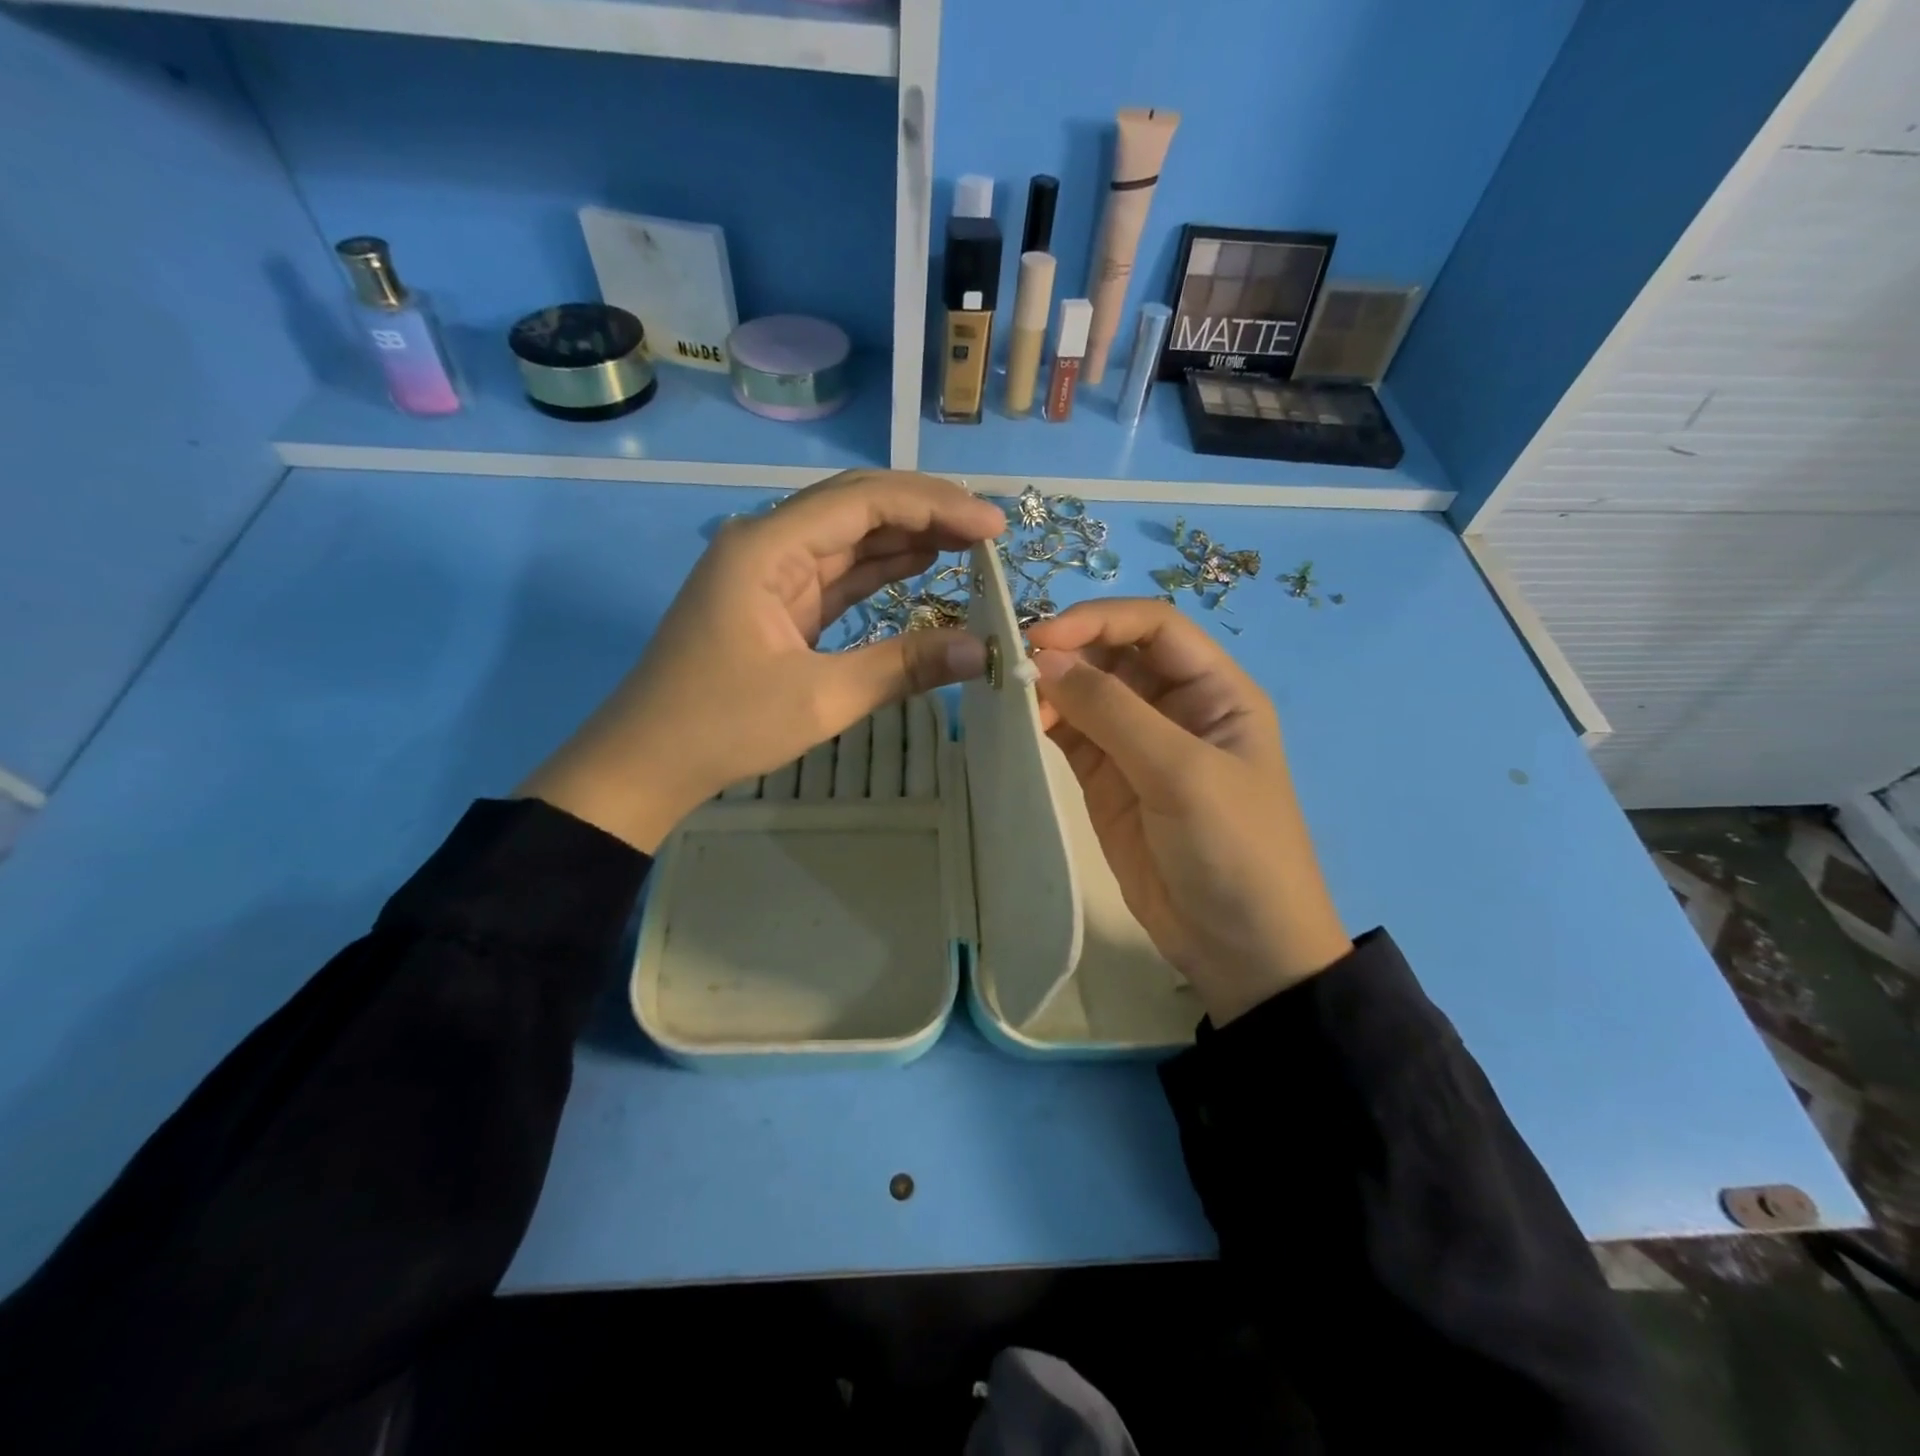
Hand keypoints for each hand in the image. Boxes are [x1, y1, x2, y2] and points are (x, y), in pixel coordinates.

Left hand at [519, 470, 1006, 851]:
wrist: (647, 762)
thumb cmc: (722, 725)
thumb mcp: (821, 698)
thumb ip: (904, 667)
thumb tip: (984, 651)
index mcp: (767, 547)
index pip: (862, 501)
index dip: (934, 505)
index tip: (992, 527)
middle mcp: (767, 544)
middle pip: (856, 506)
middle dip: (925, 511)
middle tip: (988, 531)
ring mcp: (771, 574)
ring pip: (849, 538)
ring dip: (907, 537)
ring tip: (970, 543)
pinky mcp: (778, 604)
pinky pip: (838, 574)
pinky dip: (881, 571)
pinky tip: (922, 565)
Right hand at [1026, 600, 1351, 1023]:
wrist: (1240, 948)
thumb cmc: (1234, 849)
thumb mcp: (1182, 773)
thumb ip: (1112, 712)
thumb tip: (1043, 658)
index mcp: (1215, 689)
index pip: (1154, 627)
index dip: (1099, 620)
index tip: (1043, 638)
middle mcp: (1175, 706)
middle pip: (1114, 654)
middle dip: (1067, 652)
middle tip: (1013, 666)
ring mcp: (1137, 745)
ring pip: (1085, 693)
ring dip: (1050, 687)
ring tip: (1009, 695)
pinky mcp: (1107, 780)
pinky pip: (1071, 735)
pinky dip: (1044, 723)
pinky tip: (1018, 723)